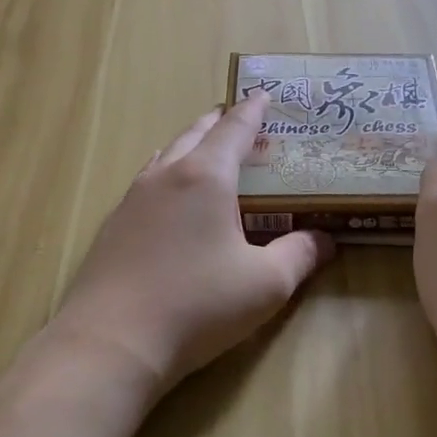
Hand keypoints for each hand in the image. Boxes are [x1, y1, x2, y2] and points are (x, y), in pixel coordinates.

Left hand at [52, 92, 335, 404]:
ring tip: (202, 148)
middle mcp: (165, 177)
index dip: (253, 111)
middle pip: (194, 134)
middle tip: (236, 117)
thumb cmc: (197, 305)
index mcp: (205, 177)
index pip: (234, 130)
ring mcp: (132, 200)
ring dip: (188, 145)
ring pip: (165, 156)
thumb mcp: (265, 285)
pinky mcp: (112, 227)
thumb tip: (325, 239)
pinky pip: (146, 184)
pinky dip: (166, 175)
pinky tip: (167, 197)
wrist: (111, 342)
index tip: (263, 94)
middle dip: (218, 122)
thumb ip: (300, 255)